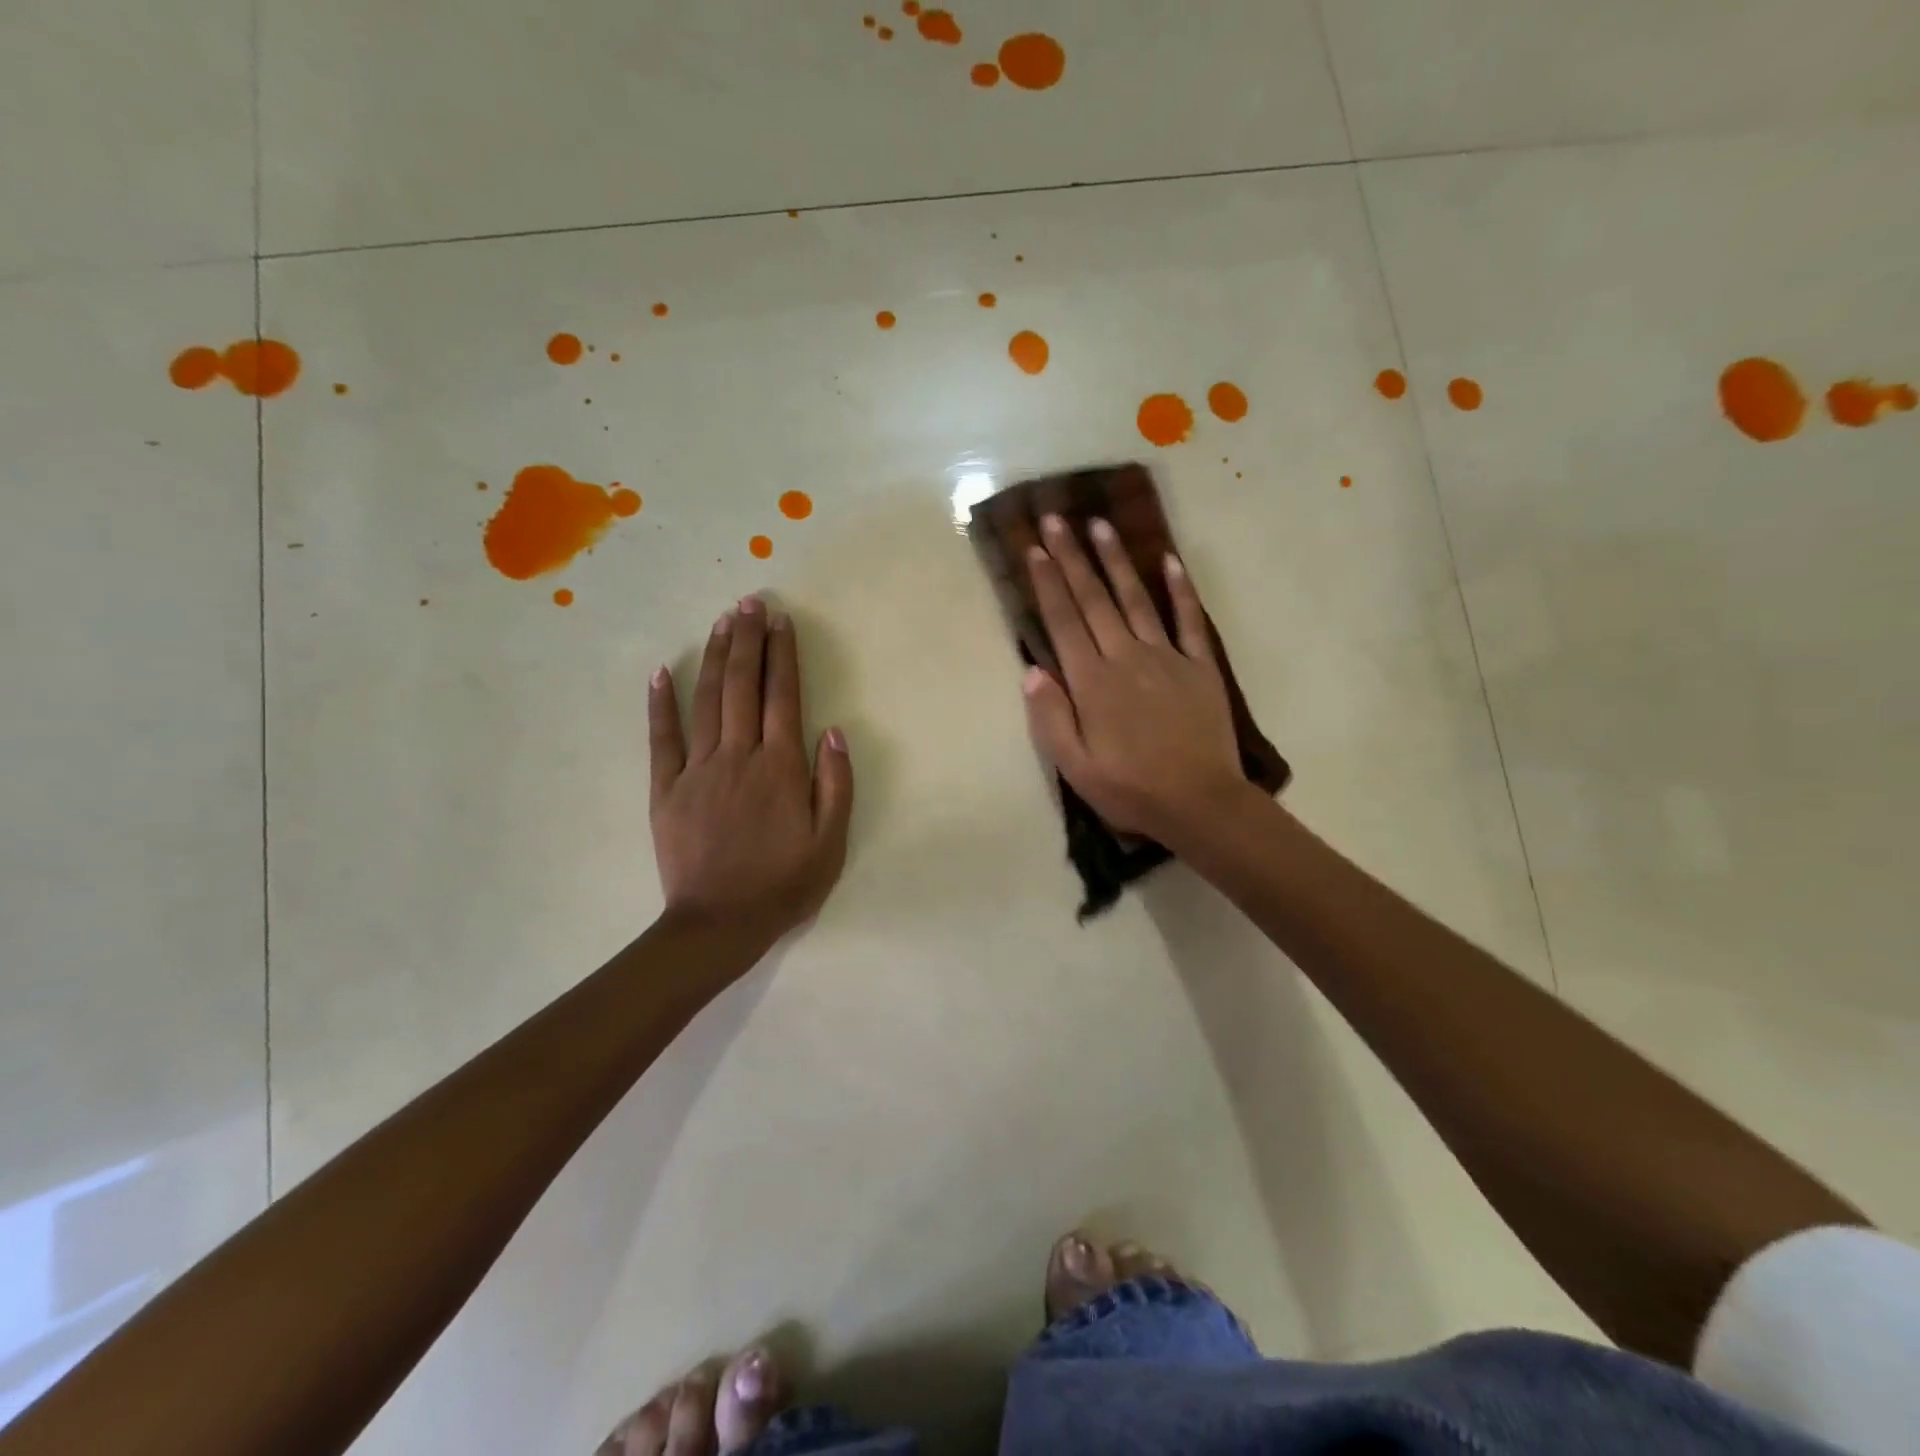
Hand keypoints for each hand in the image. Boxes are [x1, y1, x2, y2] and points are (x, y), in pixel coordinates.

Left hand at [649, 597, 852, 944]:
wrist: (718, 924)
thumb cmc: (783, 885)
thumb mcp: (830, 843)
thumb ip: (835, 784)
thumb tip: (833, 731)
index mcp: (780, 767)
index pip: (782, 696)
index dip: (783, 655)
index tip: (781, 621)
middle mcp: (739, 756)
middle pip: (742, 686)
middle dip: (748, 641)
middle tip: (749, 603)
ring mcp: (698, 769)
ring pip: (706, 701)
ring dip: (714, 657)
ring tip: (722, 622)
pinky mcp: (666, 788)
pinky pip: (661, 738)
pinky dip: (660, 703)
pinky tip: (661, 672)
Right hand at [1021, 515, 1246, 844]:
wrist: (1200, 803)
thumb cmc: (1130, 789)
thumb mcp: (1075, 766)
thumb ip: (1050, 717)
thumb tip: (1031, 669)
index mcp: (1092, 683)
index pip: (1064, 622)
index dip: (1048, 583)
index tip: (1035, 548)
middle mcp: (1125, 658)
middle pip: (1094, 600)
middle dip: (1072, 558)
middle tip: (1057, 519)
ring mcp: (1166, 658)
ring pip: (1136, 600)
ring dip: (1117, 561)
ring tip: (1100, 525)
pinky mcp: (1199, 666)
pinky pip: (1188, 620)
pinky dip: (1180, 589)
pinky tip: (1169, 560)